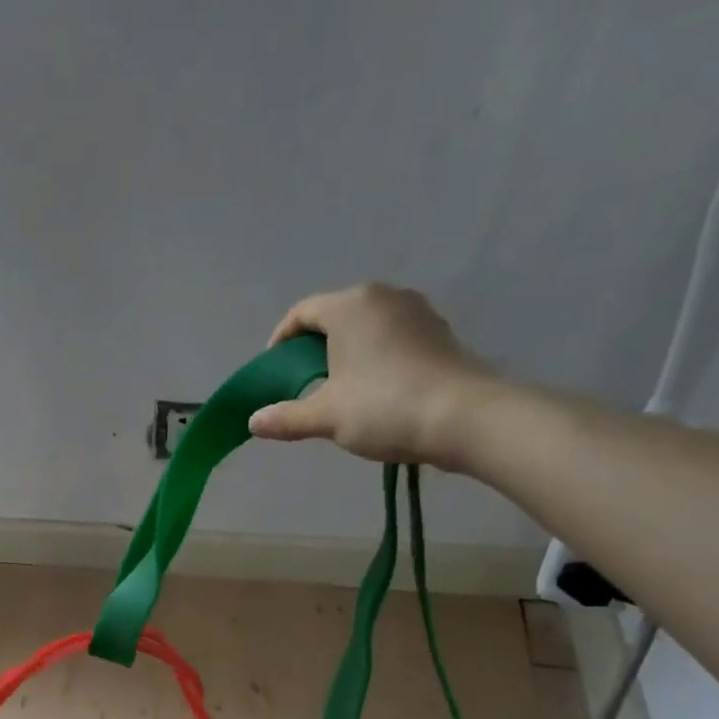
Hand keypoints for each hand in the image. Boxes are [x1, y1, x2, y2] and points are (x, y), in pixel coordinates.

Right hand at [248, 283, 493, 467]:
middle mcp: (384, 297)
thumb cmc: (384, 408)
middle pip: (334, 316)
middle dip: (313, 348)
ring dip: (345, 353)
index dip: (280, 341)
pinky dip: (374, 358)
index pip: (301, 313)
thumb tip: (253, 422)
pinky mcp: (439, 333)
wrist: (465, 418)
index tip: (273, 372)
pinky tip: (373, 391)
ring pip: (365, 327)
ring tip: (336, 390)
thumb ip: (286, 418)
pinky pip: (392, 338)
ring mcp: (417, 312)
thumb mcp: (325, 416)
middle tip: (301, 383)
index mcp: (350, 306)